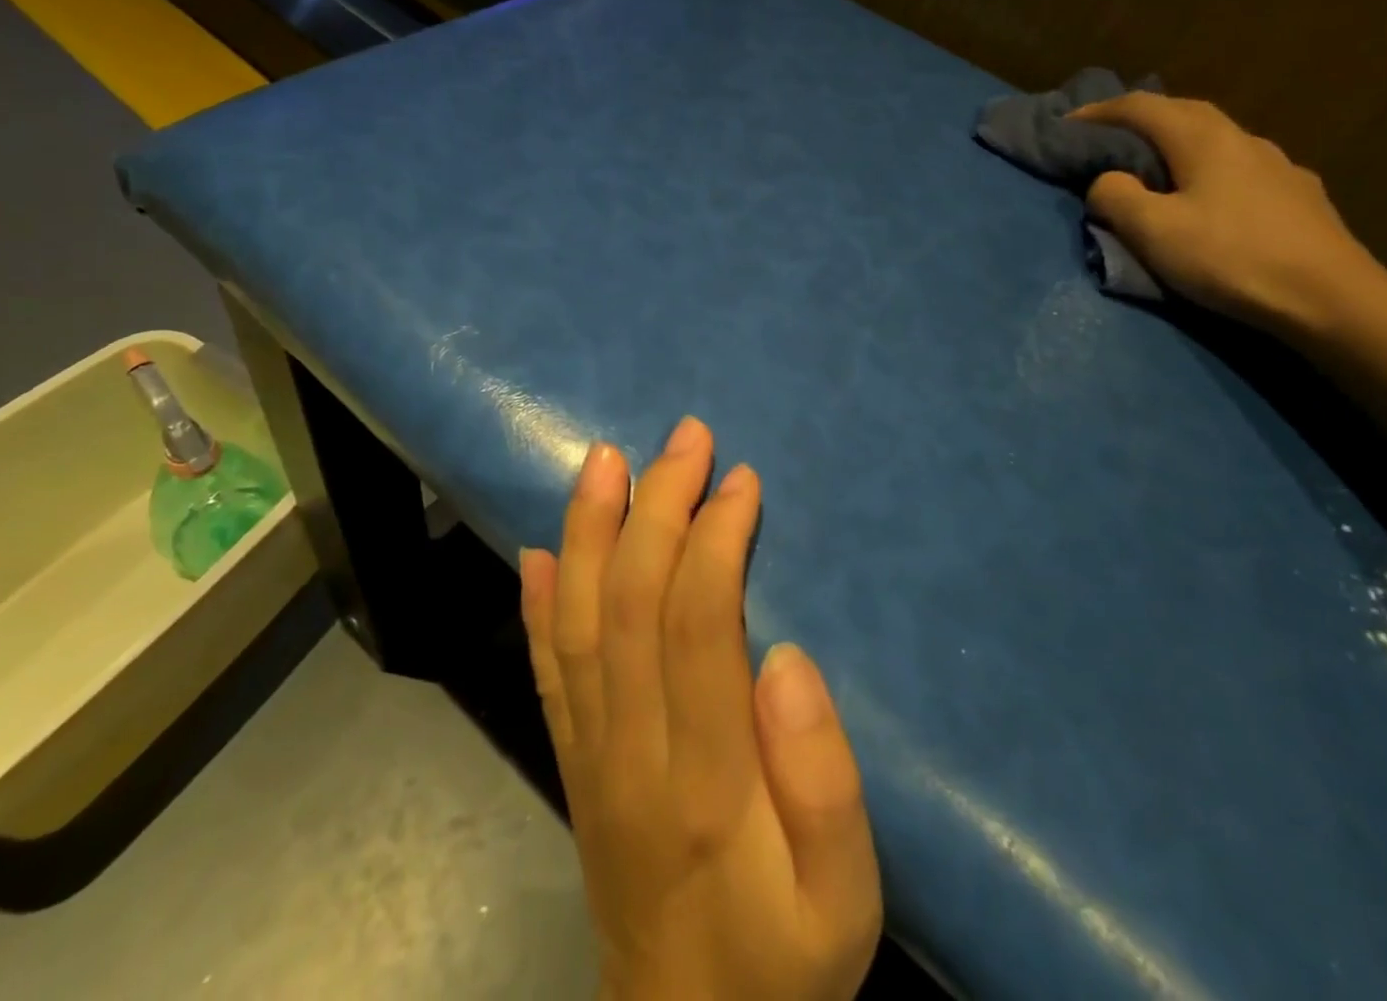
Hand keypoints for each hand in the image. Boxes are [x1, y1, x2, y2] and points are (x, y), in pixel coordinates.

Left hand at [520, 418, 881, 1000]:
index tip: (740, 481)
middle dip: (656, 505)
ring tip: (605, 460)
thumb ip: (824, 780)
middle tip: (685, 437)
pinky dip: (538, 606)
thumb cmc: (785, 960)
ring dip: (590, 530)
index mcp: (707, 778)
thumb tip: (784, 657)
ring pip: (577, 623)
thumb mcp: (848, 899)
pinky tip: (541, 552)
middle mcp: (631, 752)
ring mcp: (590, 756)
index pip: (696, 624)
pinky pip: (546, 674)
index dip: (714, 539)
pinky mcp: (574, 765)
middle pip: (630, 603)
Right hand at [1070, 93, 1386, 335]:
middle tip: (1107, 137)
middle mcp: (1242, 140)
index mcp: (1203, 140)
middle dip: (1140, 117)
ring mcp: (1278, 165)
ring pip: (1216, 137)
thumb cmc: (1231, 258)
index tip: (1066, 124)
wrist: (1331, 298)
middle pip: (1183, 112)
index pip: (1142, 107)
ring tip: (1156, 165)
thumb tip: (1106, 181)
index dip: (1099, 111)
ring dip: (1178, 141)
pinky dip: (1210, 167)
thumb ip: (1116, 197)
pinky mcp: (1298, 195)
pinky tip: (1212, 195)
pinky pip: (1241, 166)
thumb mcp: (1153, 231)